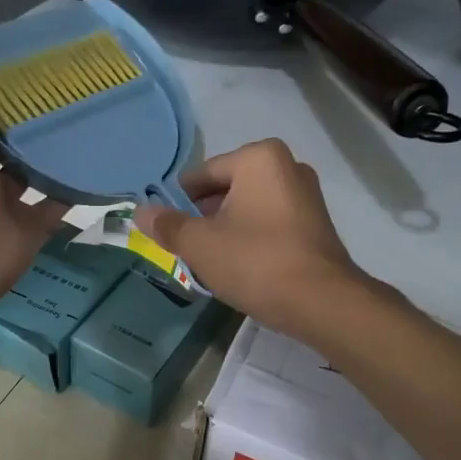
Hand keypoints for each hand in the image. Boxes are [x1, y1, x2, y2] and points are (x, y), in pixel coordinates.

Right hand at [131, 139, 374, 341]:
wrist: (321, 302)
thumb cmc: (255, 262)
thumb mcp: (200, 244)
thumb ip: (167, 225)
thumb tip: (139, 211)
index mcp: (258, 158)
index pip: (201, 175)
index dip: (177, 203)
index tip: (165, 230)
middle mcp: (287, 166)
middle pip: (226, 189)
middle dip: (203, 217)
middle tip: (184, 249)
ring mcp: (306, 195)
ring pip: (248, 208)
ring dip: (226, 230)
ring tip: (210, 262)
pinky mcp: (315, 223)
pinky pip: (270, 223)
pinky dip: (251, 238)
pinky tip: (240, 267)